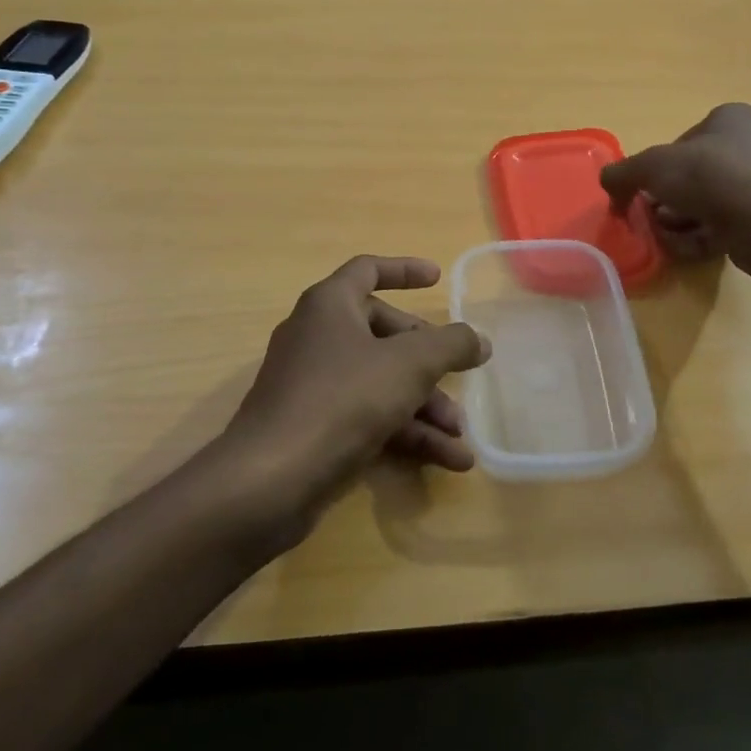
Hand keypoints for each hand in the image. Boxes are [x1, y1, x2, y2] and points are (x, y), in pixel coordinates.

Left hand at [217, 255, 489, 537]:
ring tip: (461, 435)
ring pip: (381, 382)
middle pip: (383, 334)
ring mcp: (314, 384)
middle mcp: (318, 337)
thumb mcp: (408, 365)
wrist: (270, 480)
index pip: (368, 270)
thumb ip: (451, 345)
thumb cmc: (342, 399)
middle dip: (428, 360)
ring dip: (424, 407)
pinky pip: (369, 417)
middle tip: (460, 375)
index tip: (437, 278)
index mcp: (330, 305)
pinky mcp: (315, 427)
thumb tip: (480, 339)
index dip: (404, 270)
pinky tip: (448, 459)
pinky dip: (406, 433)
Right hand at [600, 104, 750, 265]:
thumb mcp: (650, 167)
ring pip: (711, 202)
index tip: (645, 190)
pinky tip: (686, 248)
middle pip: (696, 174)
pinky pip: (729, 224)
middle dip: (669, 198)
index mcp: (732, 119)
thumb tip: (608, 185)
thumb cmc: (709, 177)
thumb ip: (622, 174)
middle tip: (651, 215)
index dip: (659, 167)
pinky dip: (703, 236)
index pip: (684, 140)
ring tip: (665, 235)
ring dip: (682, 219)